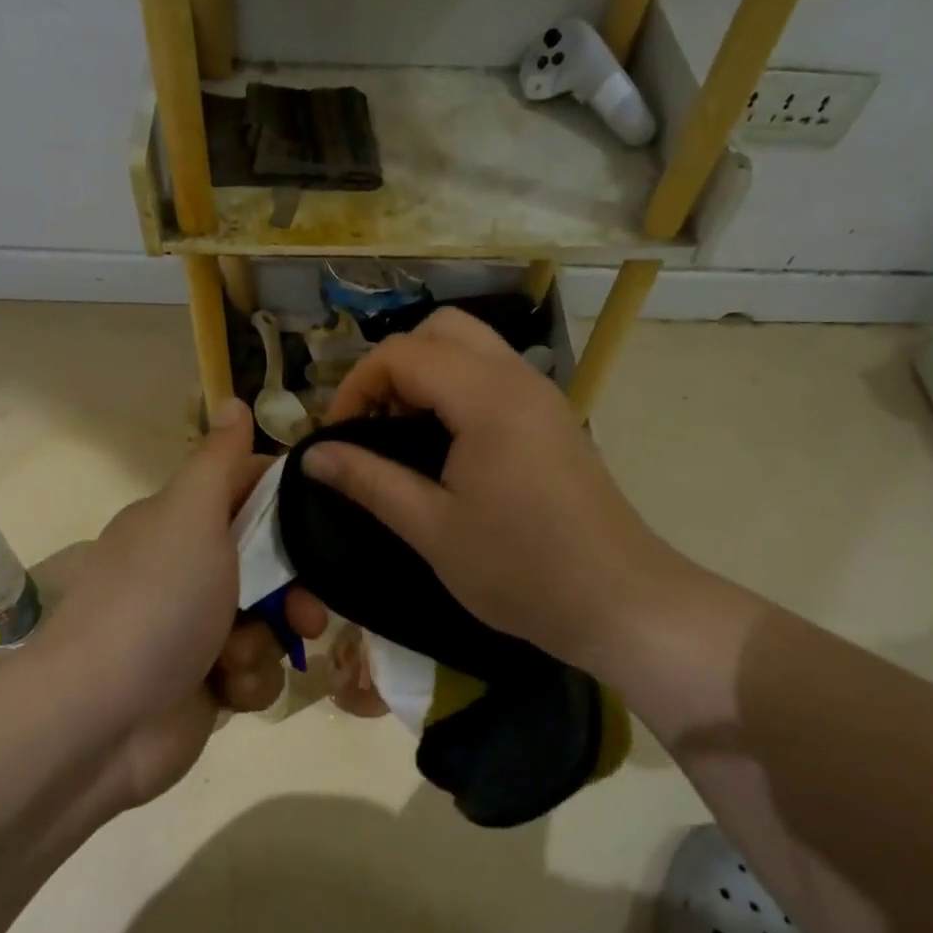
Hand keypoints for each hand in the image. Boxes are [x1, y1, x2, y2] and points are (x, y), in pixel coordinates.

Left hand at [36, 400, 325, 804]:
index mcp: (180, 523)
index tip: (326, 517)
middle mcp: (189, 571)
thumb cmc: (154, 604)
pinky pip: (255, 670)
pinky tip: (226, 690)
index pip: (246, 491)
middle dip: (294, 590)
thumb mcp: (191, 516)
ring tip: (238, 660)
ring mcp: (197, 630)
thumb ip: (220, 461)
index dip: (288, 502)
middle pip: (269, 565)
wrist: (98, 722)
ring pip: (269, 622)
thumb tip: (233, 399)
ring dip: (265, 643)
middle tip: (308, 611)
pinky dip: (248, 681)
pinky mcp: (206, 683)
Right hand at [302, 309, 678, 677]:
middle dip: (394, 367)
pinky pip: (494, 375)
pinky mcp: (553, 417)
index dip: (356, 387)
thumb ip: (369, 481)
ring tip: (405, 436)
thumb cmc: (521, 569)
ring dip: (427, 375)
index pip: (401, 353)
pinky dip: (458, 389)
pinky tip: (448, 447)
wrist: (619, 601)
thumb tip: (312, 455)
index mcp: (485, 396)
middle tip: (375, 425)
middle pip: (440, 330)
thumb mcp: (432, 528)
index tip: (338, 438)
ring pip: (471, 347)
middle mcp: (517, 377)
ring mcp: (541, 395)